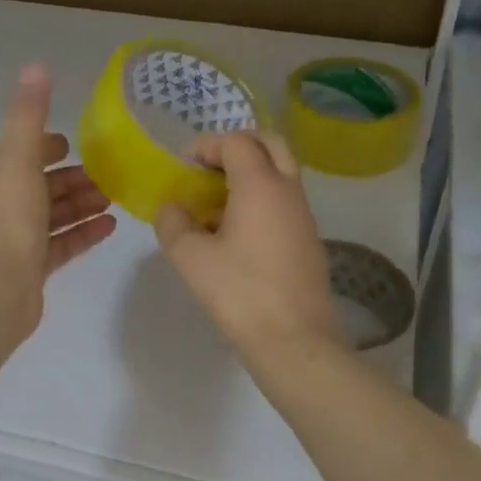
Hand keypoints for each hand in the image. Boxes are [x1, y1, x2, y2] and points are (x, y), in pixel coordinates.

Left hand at [0, 64, 117, 338]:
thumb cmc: (6, 218)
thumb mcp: (17, 156)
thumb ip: (29, 114)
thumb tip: (36, 66)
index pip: (22, 152)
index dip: (49, 146)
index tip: (78, 146)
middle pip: (41, 184)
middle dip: (74, 178)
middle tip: (110, 175)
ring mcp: (12, 239)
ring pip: (53, 215)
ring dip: (83, 204)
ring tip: (116, 198)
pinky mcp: (29, 268)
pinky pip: (61, 244)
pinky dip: (84, 232)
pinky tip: (111, 226)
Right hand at [154, 131, 343, 358]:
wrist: (294, 339)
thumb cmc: (239, 292)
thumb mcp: (191, 258)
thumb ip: (173, 223)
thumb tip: (171, 208)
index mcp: (260, 185)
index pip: (237, 142)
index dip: (207, 145)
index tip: (184, 164)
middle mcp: (288, 191)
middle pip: (270, 144)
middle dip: (237, 146)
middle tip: (209, 168)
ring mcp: (303, 215)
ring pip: (280, 172)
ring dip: (250, 173)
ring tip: (215, 203)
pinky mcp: (308, 239)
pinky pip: (284, 200)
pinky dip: (261, 198)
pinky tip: (236, 231)